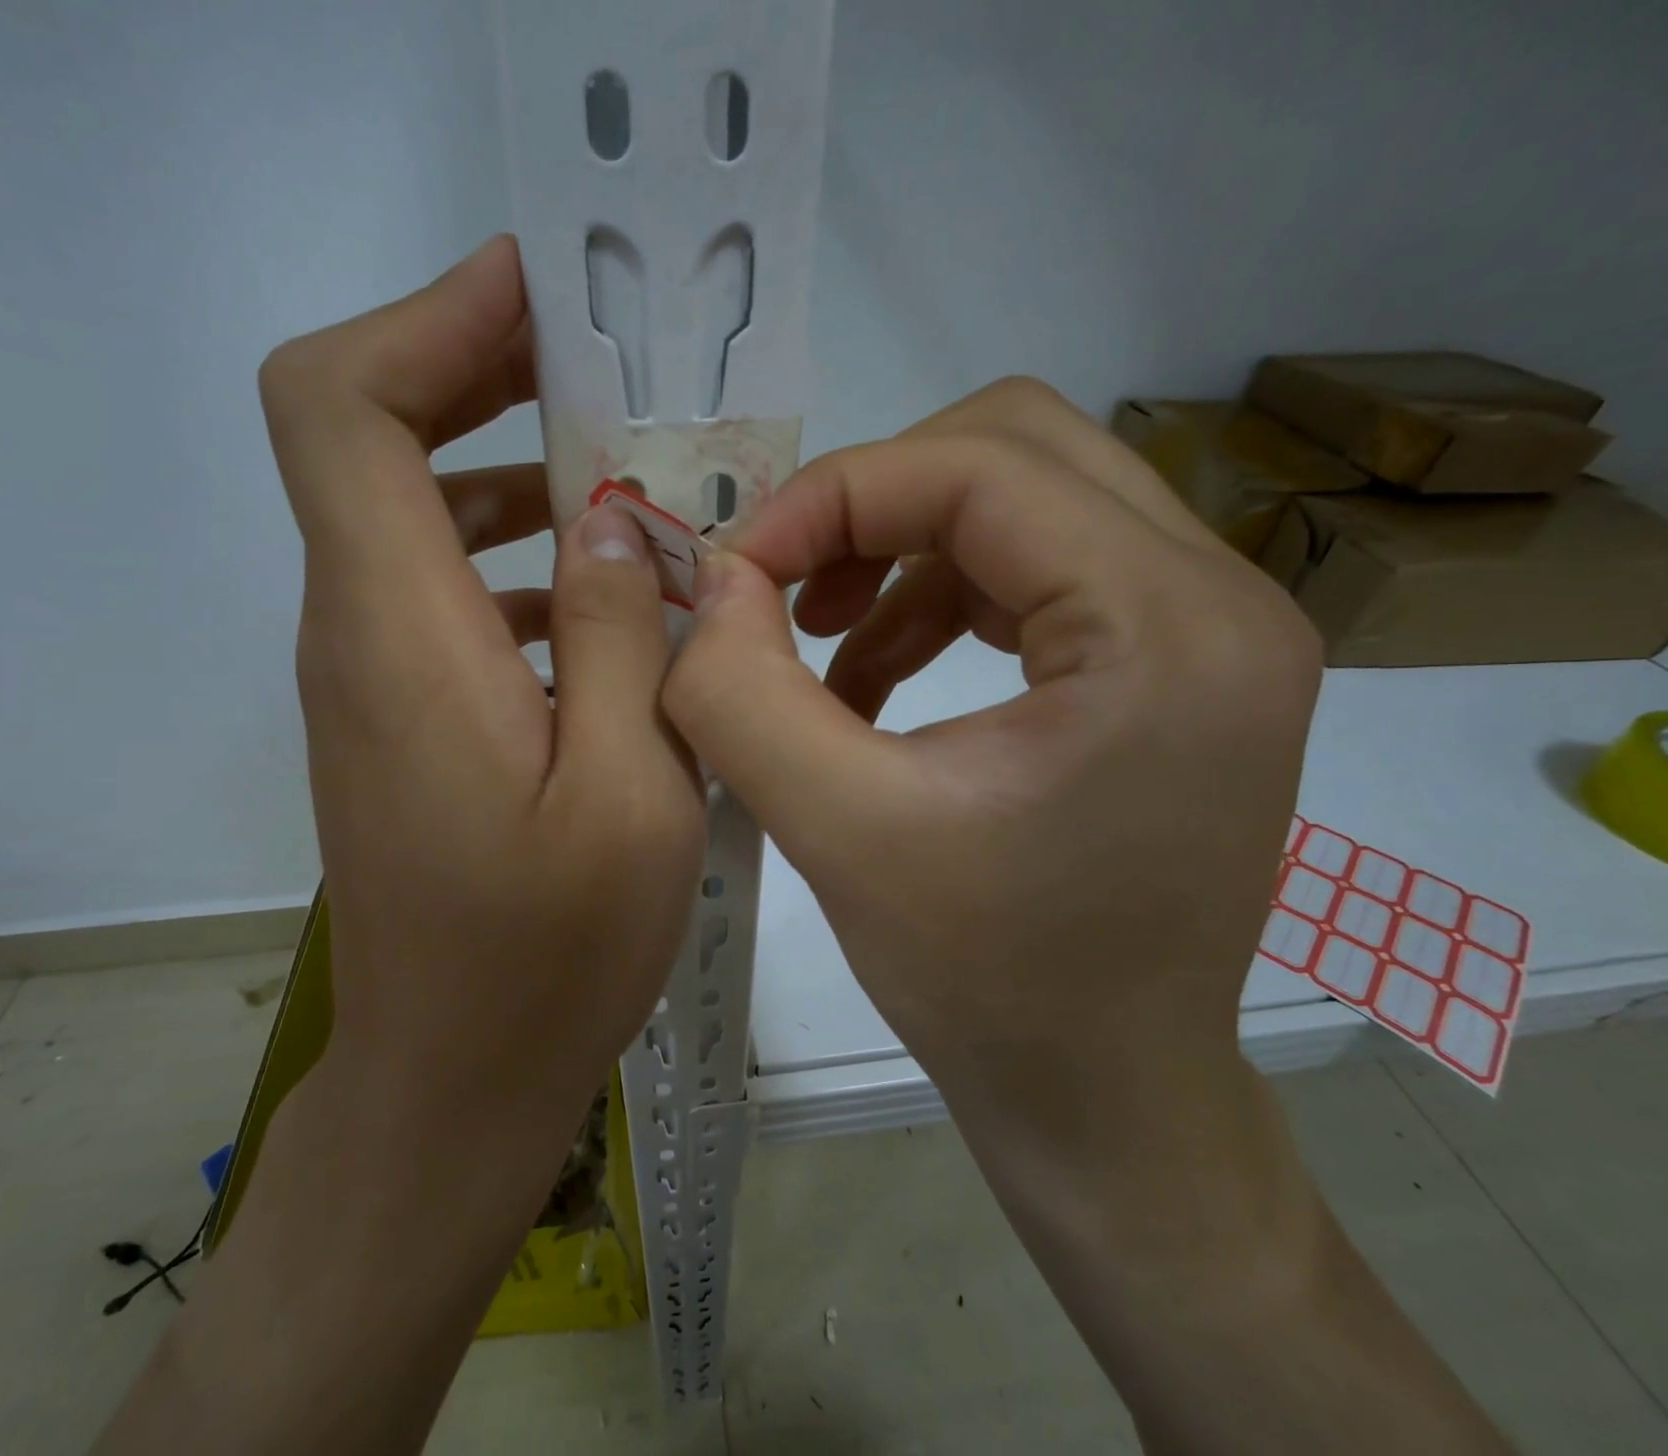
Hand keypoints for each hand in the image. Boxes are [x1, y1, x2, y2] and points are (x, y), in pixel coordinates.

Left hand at [261, 234, 702, 1107]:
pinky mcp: (403, 722)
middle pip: (366, 439)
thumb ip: (618, 638)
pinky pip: (442, 594)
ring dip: (512, 471)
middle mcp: (359, 636)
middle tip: (605, 368)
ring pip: (413, 517)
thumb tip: (608, 519)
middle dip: (478, 373)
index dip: (427, 321)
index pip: (340, 407)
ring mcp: (373, 682)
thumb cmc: (548, 955)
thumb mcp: (629, 791)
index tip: (539, 294)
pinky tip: (607, 596)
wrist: (453, 1080)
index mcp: (402, 636)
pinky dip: (517, 559)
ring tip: (631, 478)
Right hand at [666, 377, 1317, 1136]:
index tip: (740, 570)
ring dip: (903, 550)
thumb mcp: (837, 834)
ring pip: (1027, 500)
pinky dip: (941, 597)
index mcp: (1169, 629)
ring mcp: (1211, 630)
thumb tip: (712, 580)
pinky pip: (1041, 569)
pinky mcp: (1176, 666)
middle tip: (790, 587)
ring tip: (827, 644)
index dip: (834, 495)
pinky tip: (876, 679)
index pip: (980, 467)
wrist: (1105, 1096)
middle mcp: (1221, 599)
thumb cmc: (988, 986)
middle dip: (875, 500)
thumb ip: (741, 693)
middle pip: (1018, 448)